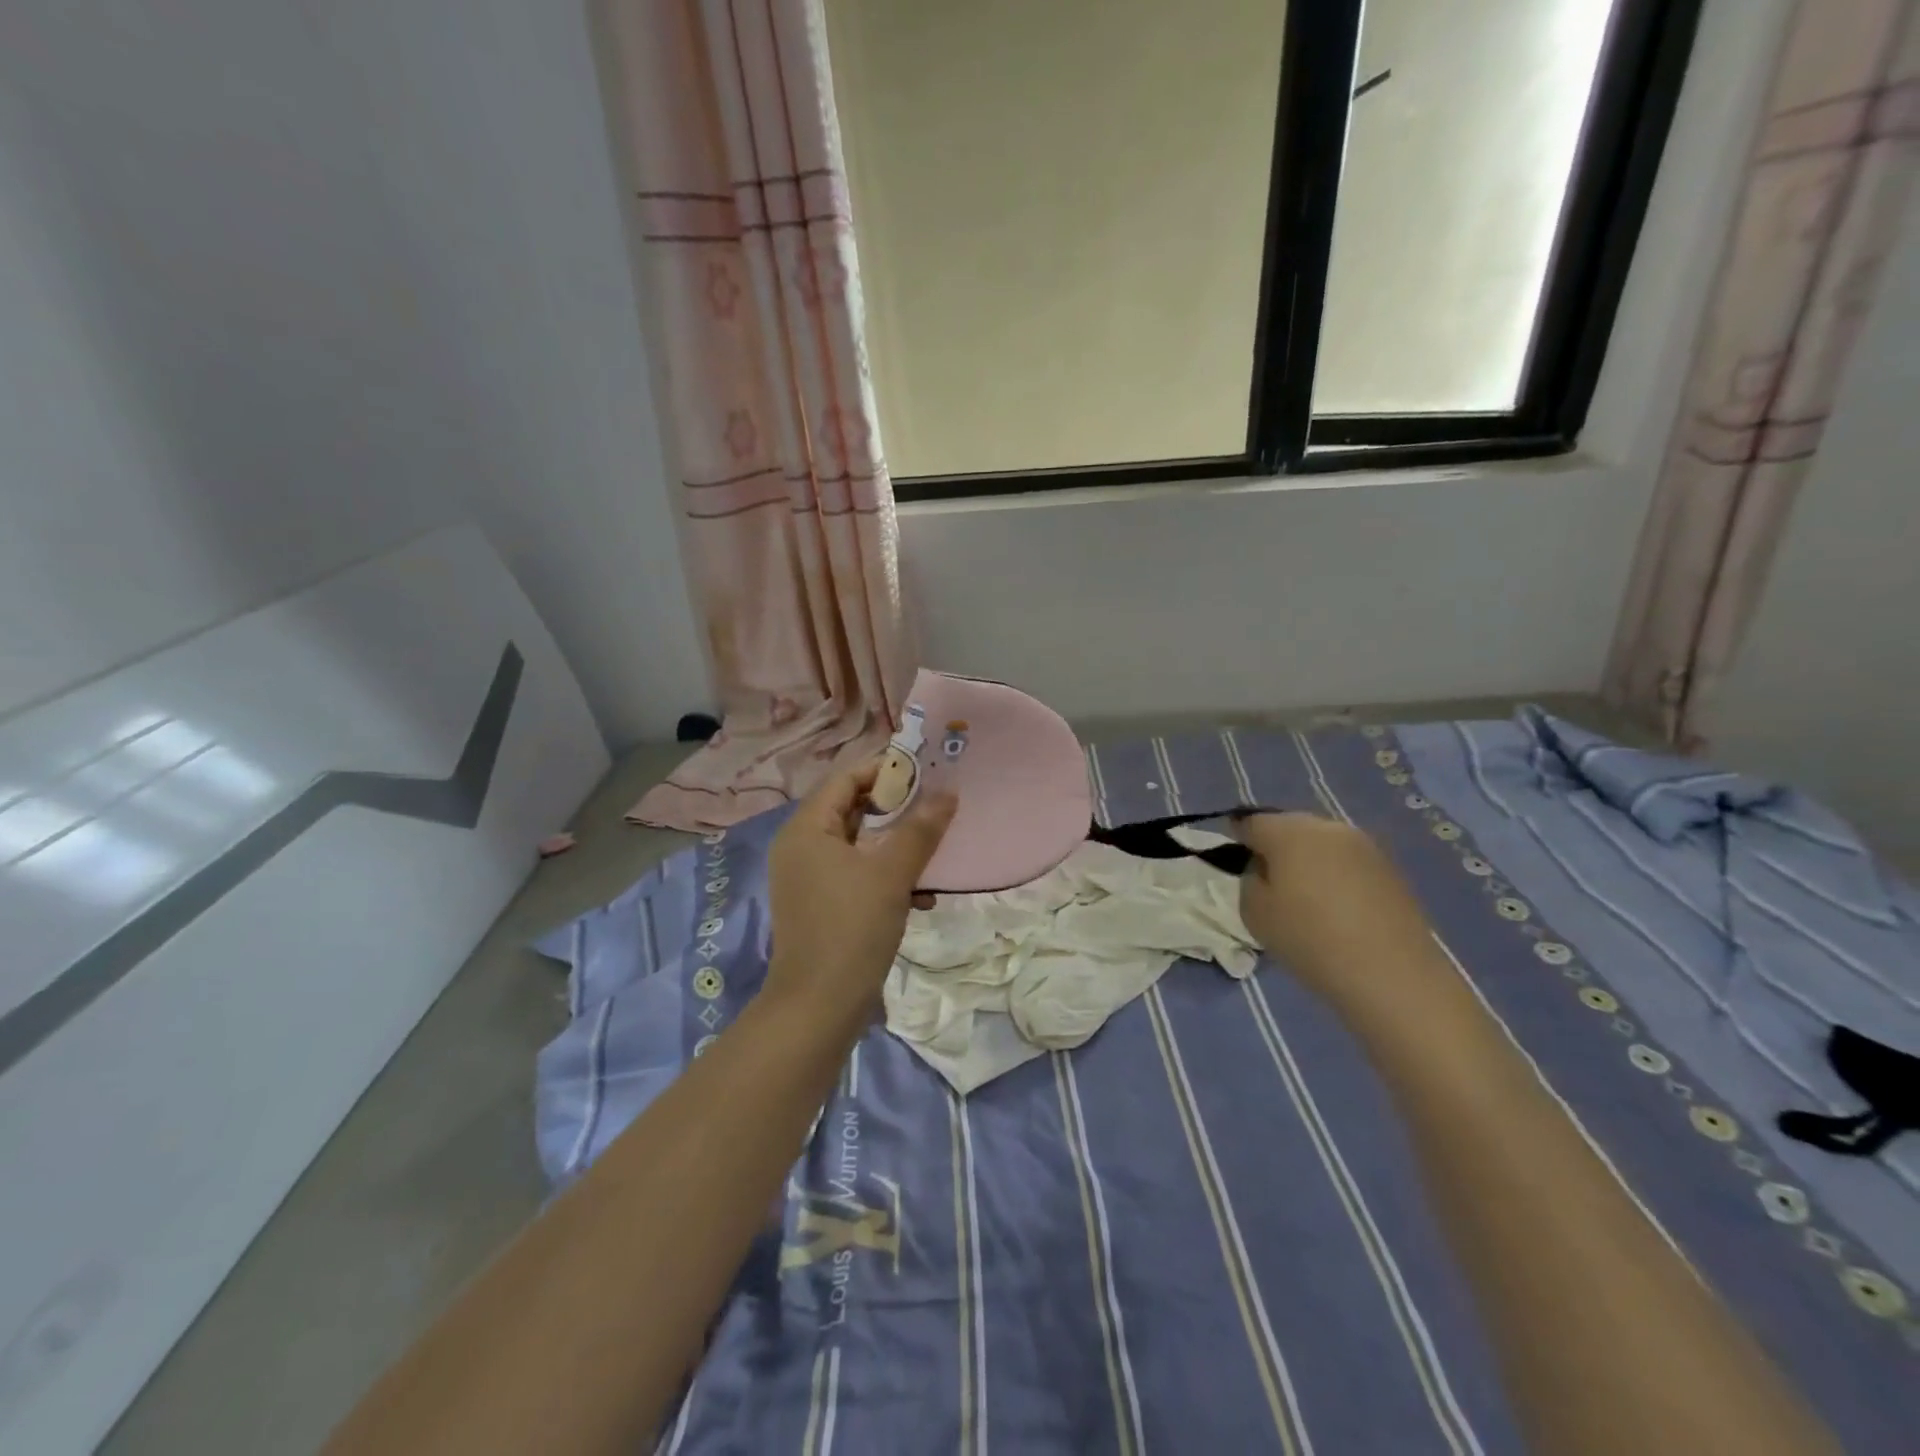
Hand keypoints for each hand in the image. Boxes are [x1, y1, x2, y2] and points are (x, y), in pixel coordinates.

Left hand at [763, 759, 956, 1030]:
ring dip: (896, 846)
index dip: (885, 770)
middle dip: (896, 809)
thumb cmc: (851, 928)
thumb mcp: (891, 874)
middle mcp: (801, 847)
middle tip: (936, 806)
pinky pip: (856, 875)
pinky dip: (886, 877)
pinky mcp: (820, 906)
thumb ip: (920, 830)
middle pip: (852, 810)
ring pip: (859, 845)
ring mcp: (808, 879)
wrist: (819, 1007)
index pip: (846, 779)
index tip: (926, 771)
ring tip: (934, 852)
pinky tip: (921, 896)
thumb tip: (948, 794)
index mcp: (807, 829)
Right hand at [1235, 813, 1444, 1021]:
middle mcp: (1327, 826)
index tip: (1236, 863)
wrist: (1391, 975)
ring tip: (1306, 898)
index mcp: (1289, 831)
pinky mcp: (1390, 867)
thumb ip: (1249, 879)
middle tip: (1270, 883)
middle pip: (1289, 827)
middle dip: (1276, 847)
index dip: (1238, 839)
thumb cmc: (1309, 939)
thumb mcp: (1253, 912)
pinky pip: (1348, 862)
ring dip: (1308, 861)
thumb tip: (1264, 869)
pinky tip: (1337, 908)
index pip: (1251, 822)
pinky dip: (1336, 876)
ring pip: (1321, 843)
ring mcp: (1364, 845)